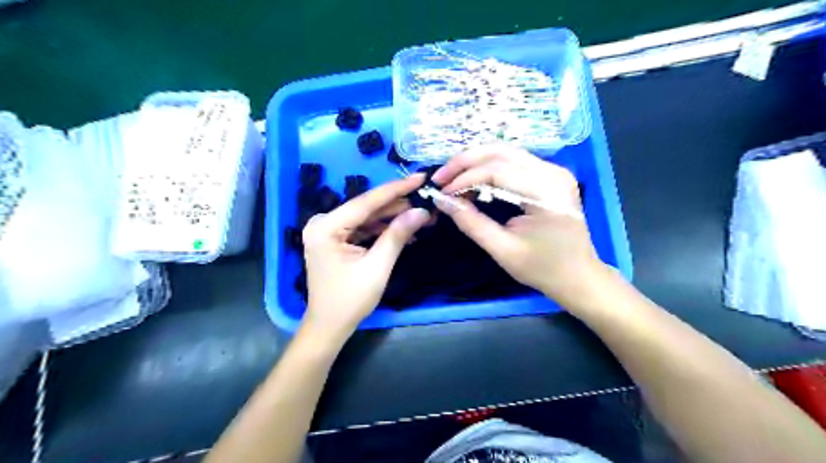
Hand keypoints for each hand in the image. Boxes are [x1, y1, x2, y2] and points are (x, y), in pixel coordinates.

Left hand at [301, 176, 429, 340]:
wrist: (329, 325)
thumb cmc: (350, 299)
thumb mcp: (378, 266)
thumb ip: (397, 235)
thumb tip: (421, 211)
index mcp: (326, 227)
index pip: (366, 202)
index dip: (396, 189)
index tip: (420, 177)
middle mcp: (323, 223)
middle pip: (366, 208)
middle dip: (397, 206)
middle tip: (426, 199)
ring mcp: (327, 231)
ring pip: (366, 218)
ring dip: (392, 218)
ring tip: (421, 215)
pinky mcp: (334, 239)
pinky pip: (362, 229)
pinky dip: (382, 230)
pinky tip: (404, 230)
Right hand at [433, 142, 605, 305]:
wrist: (579, 276)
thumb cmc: (543, 269)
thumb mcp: (503, 250)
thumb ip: (471, 222)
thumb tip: (442, 201)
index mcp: (546, 191)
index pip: (496, 170)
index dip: (464, 178)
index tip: (440, 192)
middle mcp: (552, 171)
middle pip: (500, 151)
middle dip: (465, 162)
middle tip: (440, 178)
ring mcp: (553, 170)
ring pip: (505, 152)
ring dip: (475, 162)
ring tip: (451, 178)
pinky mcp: (549, 175)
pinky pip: (513, 162)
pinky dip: (488, 167)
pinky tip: (472, 179)